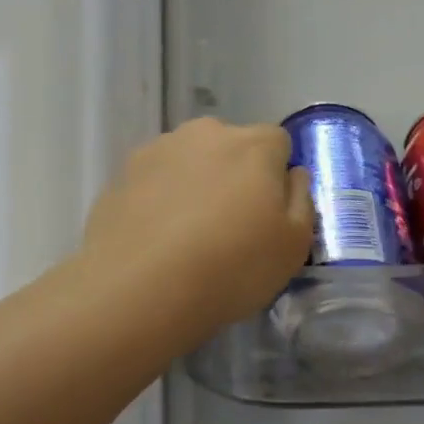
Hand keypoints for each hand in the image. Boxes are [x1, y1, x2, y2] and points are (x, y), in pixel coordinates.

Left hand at [81, 117, 312, 337]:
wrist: (139, 289)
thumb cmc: (232, 267)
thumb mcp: (293, 246)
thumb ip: (301, 199)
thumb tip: (292, 174)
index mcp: (253, 145)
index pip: (278, 142)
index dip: (276, 175)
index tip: (268, 213)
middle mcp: (206, 133)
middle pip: (231, 146)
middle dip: (234, 174)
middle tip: (229, 225)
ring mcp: (158, 149)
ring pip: (190, 160)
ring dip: (195, 183)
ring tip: (187, 235)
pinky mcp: (122, 174)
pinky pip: (155, 180)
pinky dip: (160, 198)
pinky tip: (156, 238)